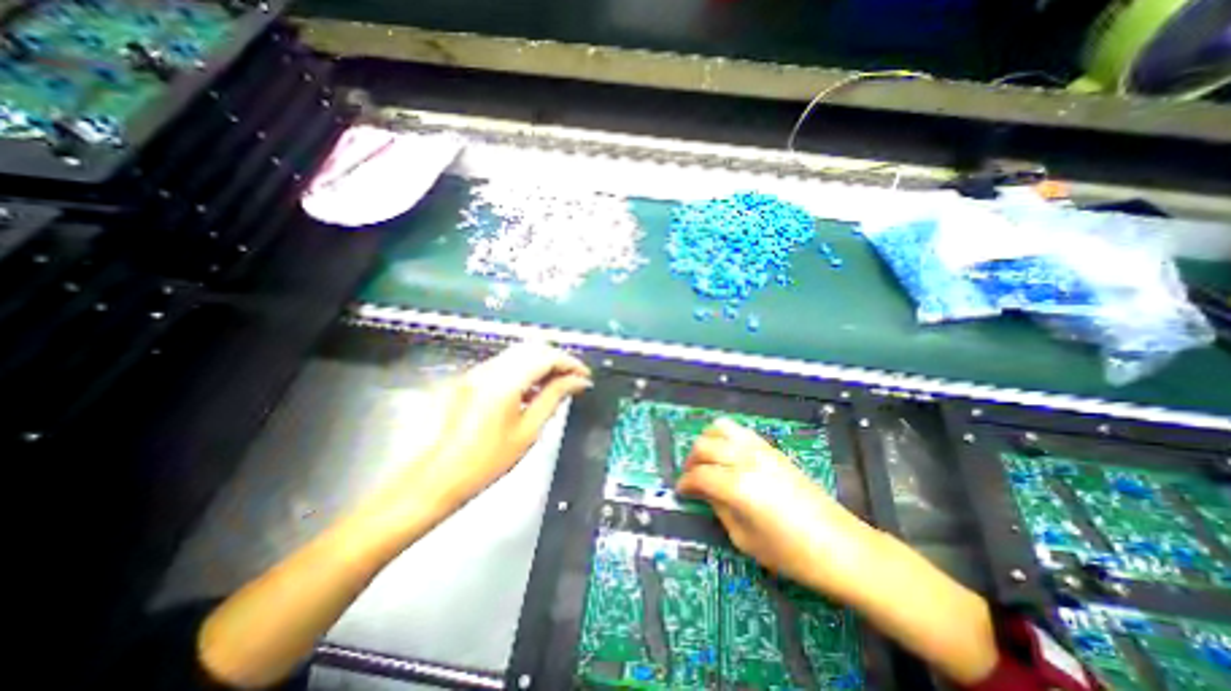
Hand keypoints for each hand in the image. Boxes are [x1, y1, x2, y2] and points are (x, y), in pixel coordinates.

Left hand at [412, 342, 590, 507]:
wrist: (436, 477)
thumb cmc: (483, 462)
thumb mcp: (528, 431)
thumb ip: (554, 399)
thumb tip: (576, 382)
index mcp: (504, 383)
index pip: (546, 356)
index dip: (570, 363)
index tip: (584, 376)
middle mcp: (488, 370)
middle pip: (533, 347)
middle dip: (557, 359)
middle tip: (573, 380)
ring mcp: (477, 372)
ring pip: (519, 353)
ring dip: (541, 363)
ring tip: (556, 386)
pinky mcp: (470, 379)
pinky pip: (505, 364)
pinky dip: (525, 370)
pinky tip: (532, 391)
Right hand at [677, 416, 1002, 684]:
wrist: (841, 546)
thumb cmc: (792, 554)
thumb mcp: (745, 540)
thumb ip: (719, 509)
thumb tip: (705, 492)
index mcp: (737, 486)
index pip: (699, 475)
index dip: (685, 483)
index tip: (681, 491)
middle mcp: (745, 459)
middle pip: (704, 445)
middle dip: (691, 460)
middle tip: (692, 477)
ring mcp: (760, 450)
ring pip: (720, 428)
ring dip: (707, 441)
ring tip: (707, 460)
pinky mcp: (772, 449)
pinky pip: (740, 431)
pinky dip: (726, 437)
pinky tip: (728, 455)